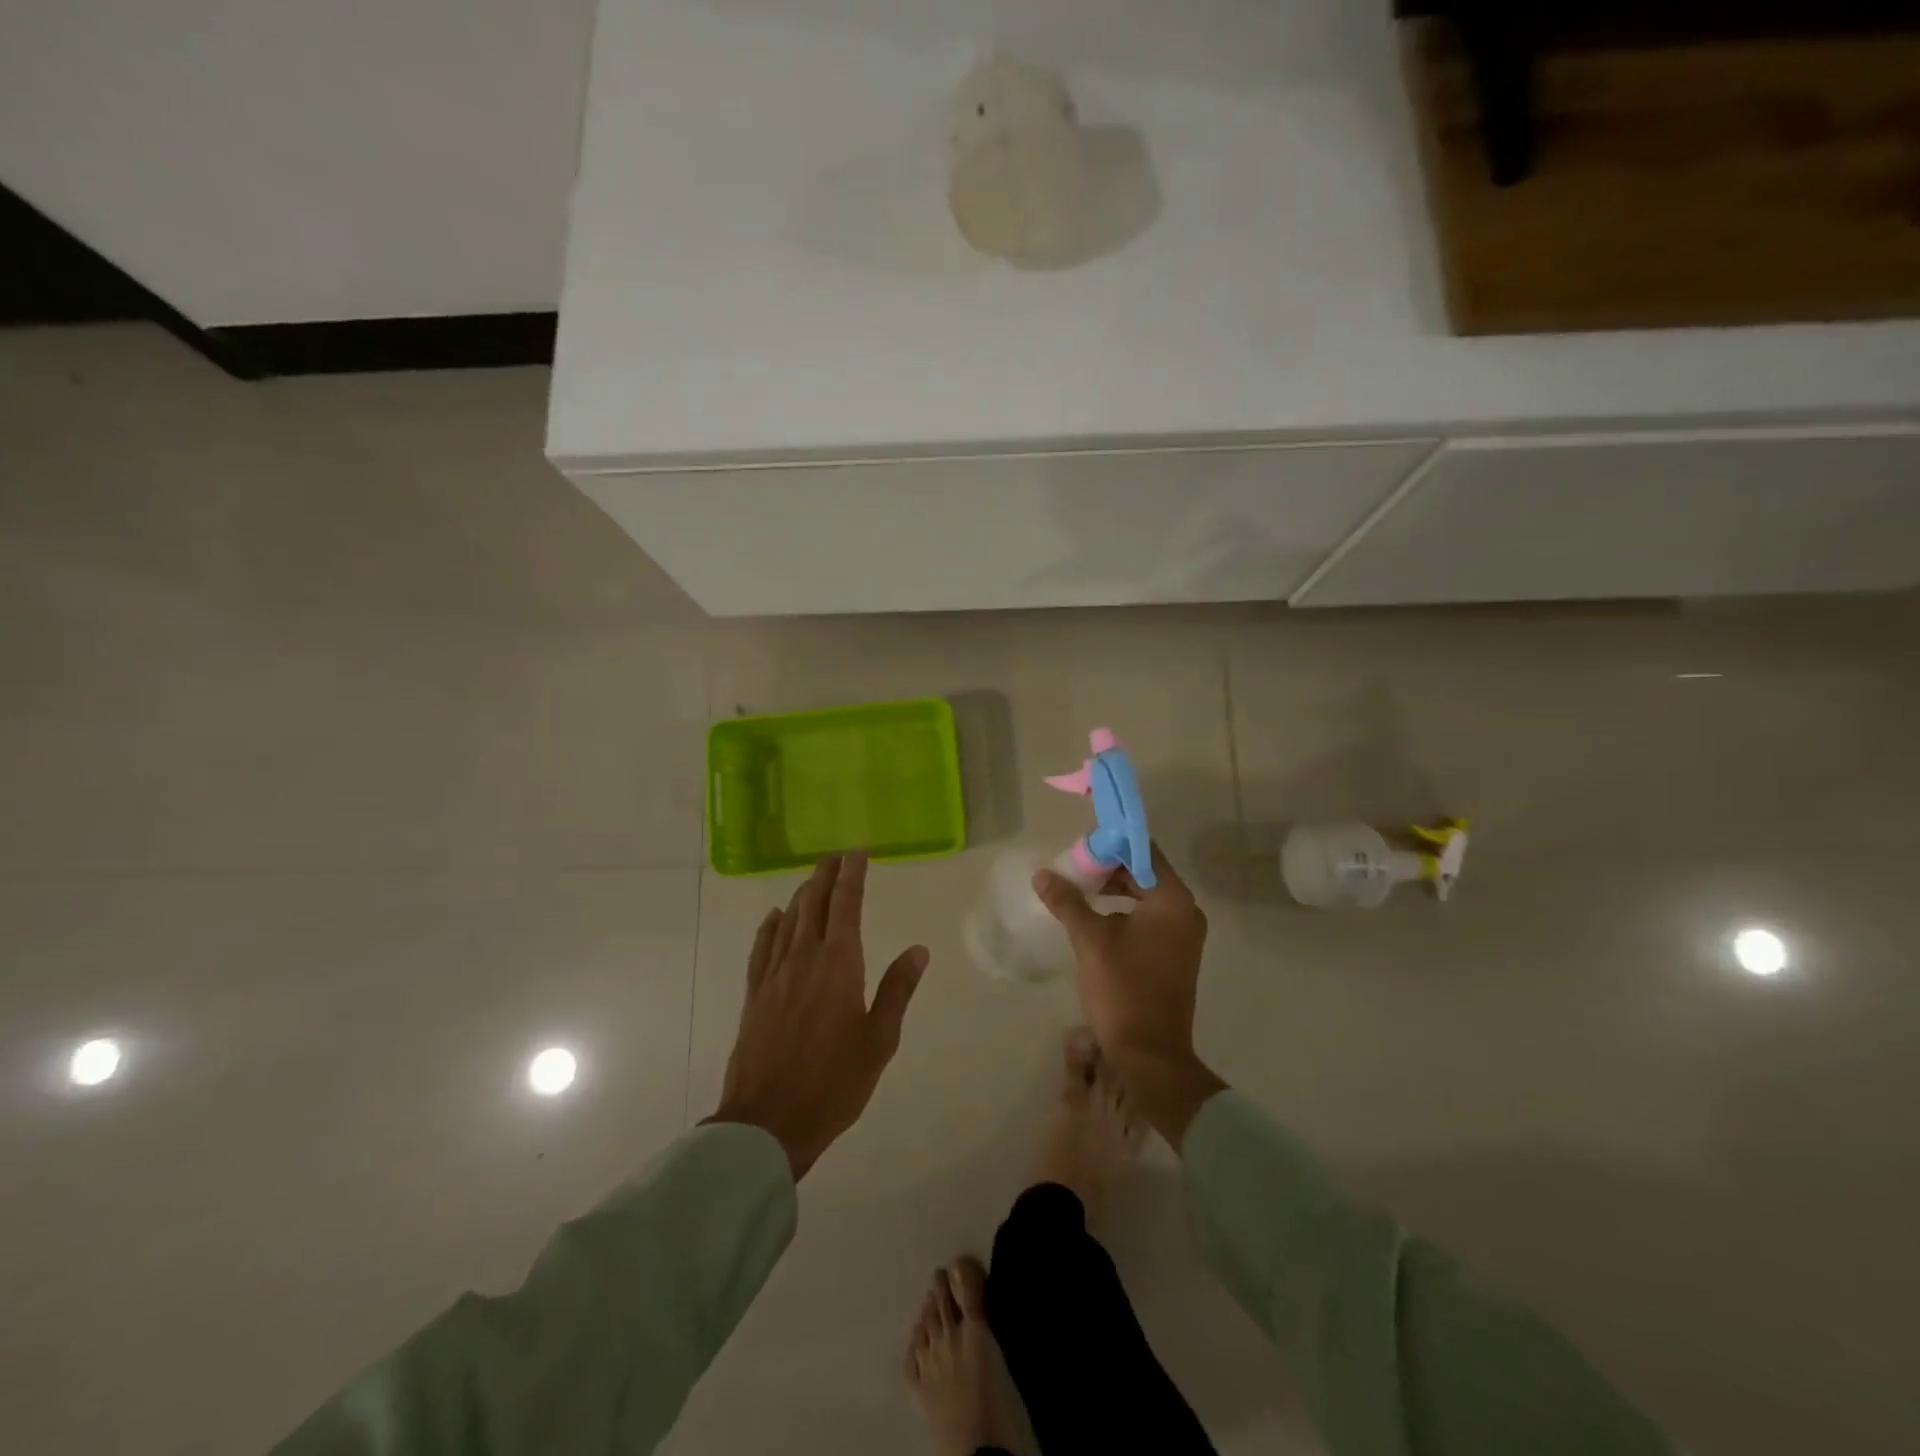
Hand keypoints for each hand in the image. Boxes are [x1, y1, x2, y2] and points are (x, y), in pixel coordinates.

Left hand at [707, 853, 928, 1179]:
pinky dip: (770, 927)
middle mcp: (804, 959)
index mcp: (839, 965)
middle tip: (835, 857)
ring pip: (789, 922)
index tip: (858, 853)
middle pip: (814, 904)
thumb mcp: (879, 1040)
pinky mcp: (755, 996)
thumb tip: (919, 950)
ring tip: (812, 879)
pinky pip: (762, 949)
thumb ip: (897, 990)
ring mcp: (775, 976)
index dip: (853, 875)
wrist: (768, 1122)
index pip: (847, 905)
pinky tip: (774, 918)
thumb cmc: (834, 1082)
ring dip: (802, 896)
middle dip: (825, 876)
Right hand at [1033, 843, 1225, 1148]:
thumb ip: (1067, 902)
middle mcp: (1185, 912)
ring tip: (1077, 890)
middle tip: (1071, 868)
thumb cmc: (1123, 990)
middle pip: (1144, 872)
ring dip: (1112, 889)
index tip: (1079, 846)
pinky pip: (1148, 918)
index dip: (1111, 844)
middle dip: (1107, 868)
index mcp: (1173, 900)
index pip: (1143, 851)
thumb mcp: (1090, 940)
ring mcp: (1183, 935)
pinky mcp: (1174, 954)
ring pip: (1144, 896)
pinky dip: (1122, 910)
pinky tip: (1093, 918)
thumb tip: (1043, 875)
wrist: (1149, 1055)